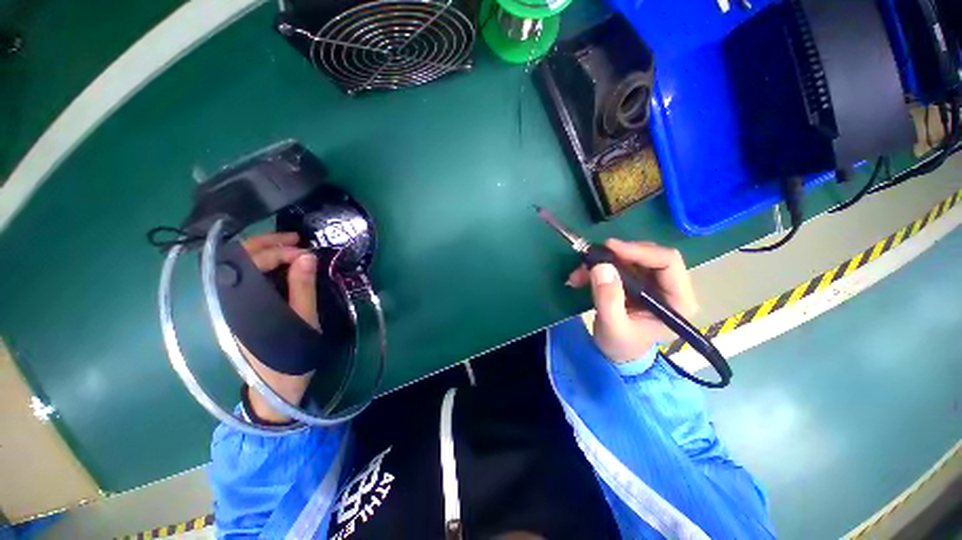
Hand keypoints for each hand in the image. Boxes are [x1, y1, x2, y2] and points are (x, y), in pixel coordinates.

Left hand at [239, 232, 318, 422]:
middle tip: (297, 238)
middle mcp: (234, 299)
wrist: (276, 387)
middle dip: (268, 242)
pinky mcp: (246, 308)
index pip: (251, 262)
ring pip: (245, 265)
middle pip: (240, 258)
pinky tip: (286, 264)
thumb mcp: (303, 320)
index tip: (305, 252)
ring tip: (293, 246)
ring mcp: (238, 303)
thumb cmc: (291, 355)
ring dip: (268, 251)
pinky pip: (253, 277)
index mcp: (244, 302)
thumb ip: (302, 287)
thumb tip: (307, 256)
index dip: (279, 251)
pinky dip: (269, 264)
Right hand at [567, 239, 697, 362]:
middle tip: (591, 258)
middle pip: (649, 255)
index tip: (610, 248)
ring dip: (603, 261)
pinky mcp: (636, 282)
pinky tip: (580, 277)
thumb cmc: (621, 346)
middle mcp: (669, 287)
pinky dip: (598, 268)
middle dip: (617, 255)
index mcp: (678, 300)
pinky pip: (618, 265)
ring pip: (631, 258)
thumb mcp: (613, 326)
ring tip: (579, 273)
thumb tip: (602, 267)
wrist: (616, 353)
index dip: (639, 251)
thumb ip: (609, 299)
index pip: (668, 262)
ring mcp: (652, 283)